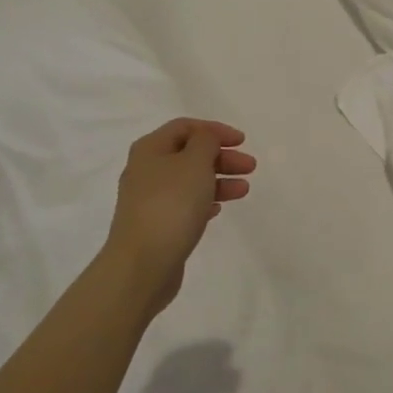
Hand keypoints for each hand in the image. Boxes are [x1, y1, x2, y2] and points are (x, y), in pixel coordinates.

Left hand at [105, 119, 255, 313]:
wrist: (142, 265)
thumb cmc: (171, 205)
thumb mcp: (195, 162)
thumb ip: (206, 141)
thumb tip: (205, 139)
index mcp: (150, 149)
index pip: (186, 127)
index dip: (215, 130)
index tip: (242, 141)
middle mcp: (146, 170)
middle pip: (189, 153)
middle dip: (222, 157)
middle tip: (250, 167)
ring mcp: (148, 199)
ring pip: (189, 180)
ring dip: (219, 180)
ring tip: (244, 190)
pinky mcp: (155, 225)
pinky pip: (184, 204)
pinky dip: (205, 201)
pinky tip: (219, 208)